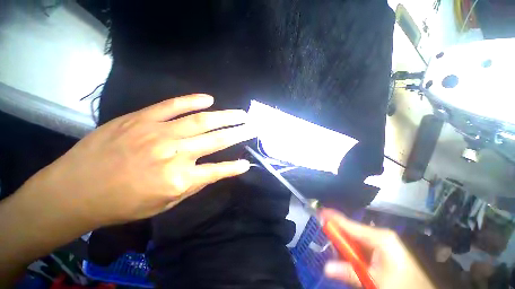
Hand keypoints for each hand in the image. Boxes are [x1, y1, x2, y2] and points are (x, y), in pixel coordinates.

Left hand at [28, 94, 253, 227]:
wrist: (76, 189)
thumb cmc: (122, 204)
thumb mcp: (164, 203)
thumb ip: (192, 185)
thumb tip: (213, 172)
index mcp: (178, 179)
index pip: (218, 171)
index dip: (235, 167)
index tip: (247, 163)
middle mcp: (174, 153)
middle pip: (217, 140)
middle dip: (239, 133)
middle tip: (252, 127)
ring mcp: (158, 132)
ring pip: (202, 120)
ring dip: (226, 117)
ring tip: (240, 114)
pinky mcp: (141, 118)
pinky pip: (174, 105)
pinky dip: (193, 101)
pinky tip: (209, 99)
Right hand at [320, 209, 434, 288]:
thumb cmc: (402, 287)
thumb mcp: (375, 282)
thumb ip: (350, 273)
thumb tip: (326, 268)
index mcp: (380, 237)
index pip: (350, 224)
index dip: (333, 218)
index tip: (319, 211)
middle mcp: (380, 236)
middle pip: (352, 232)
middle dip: (337, 235)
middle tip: (323, 236)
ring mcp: (383, 244)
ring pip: (356, 242)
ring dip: (344, 247)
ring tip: (334, 253)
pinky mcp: (383, 253)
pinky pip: (362, 249)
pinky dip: (353, 254)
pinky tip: (348, 261)